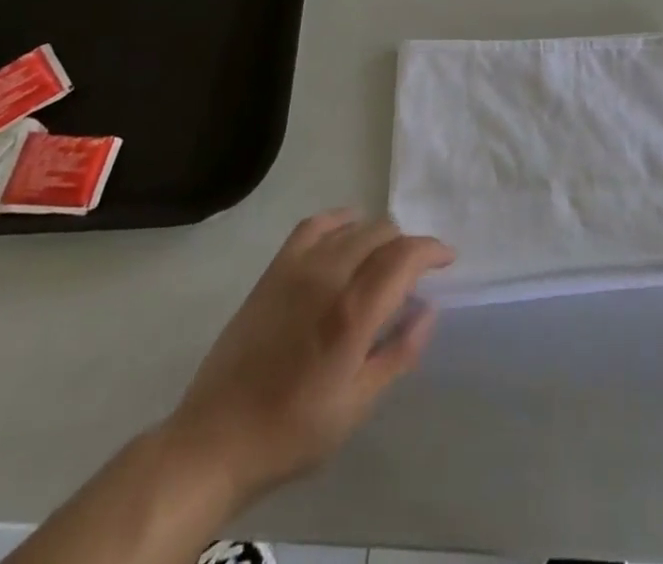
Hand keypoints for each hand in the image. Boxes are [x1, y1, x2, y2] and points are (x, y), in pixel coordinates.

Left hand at [165, 210, 453, 507]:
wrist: (215, 441)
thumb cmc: (292, 432)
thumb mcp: (356, 406)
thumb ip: (398, 353)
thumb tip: (428, 310)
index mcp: (352, 314)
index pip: (404, 257)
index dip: (432, 250)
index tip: (447, 259)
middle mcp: (328, 277)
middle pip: (382, 234)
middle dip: (407, 246)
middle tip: (414, 275)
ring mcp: (298, 269)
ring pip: (353, 226)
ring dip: (377, 236)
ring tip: (382, 260)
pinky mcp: (274, 270)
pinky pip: (314, 225)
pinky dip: (339, 221)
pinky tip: (346, 234)